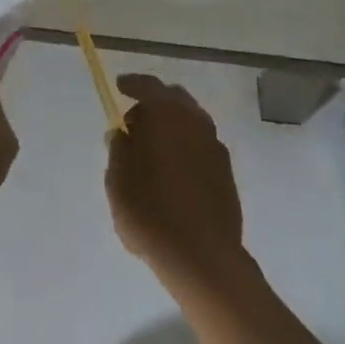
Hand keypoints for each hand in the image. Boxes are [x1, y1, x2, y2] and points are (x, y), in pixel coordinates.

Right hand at [106, 74, 247, 293]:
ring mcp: (215, 145)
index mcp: (166, 114)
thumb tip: (123, 134)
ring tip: (153, 150)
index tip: (120, 86)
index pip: (148, 86)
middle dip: (154, 104)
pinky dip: (185, 146)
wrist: (203, 259)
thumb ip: (118, 150)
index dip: (132, 84)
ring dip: (172, 126)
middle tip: (135, 123)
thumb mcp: (118, 181)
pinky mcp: (226, 171)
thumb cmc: (151, 213)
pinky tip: (174, 170)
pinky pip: (201, 144)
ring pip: (190, 121)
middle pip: (173, 99)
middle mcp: (194, 120)